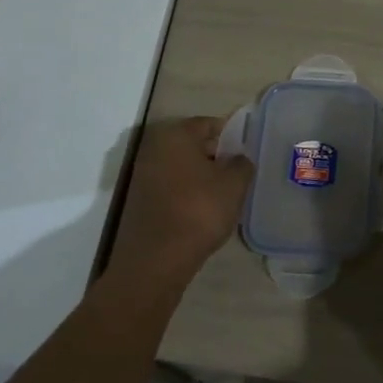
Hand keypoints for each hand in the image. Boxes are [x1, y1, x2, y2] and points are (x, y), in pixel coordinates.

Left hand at [111, 117, 251, 286]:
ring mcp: (142, 174)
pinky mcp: (138, 199)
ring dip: (199, 174)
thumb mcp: (234, 184)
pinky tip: (201, 208)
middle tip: (235, 172)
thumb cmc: (200, 210)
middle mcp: (154, 147)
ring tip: (221, 192)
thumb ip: (242, 164)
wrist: (157, 259)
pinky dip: (185, 190)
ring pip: (179, 165)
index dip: (230, 135)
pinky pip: (169, 185)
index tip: (245, 152)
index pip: (208, 124)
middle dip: (214, 154)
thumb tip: (238, 159)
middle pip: (191, 143)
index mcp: (176, 135)